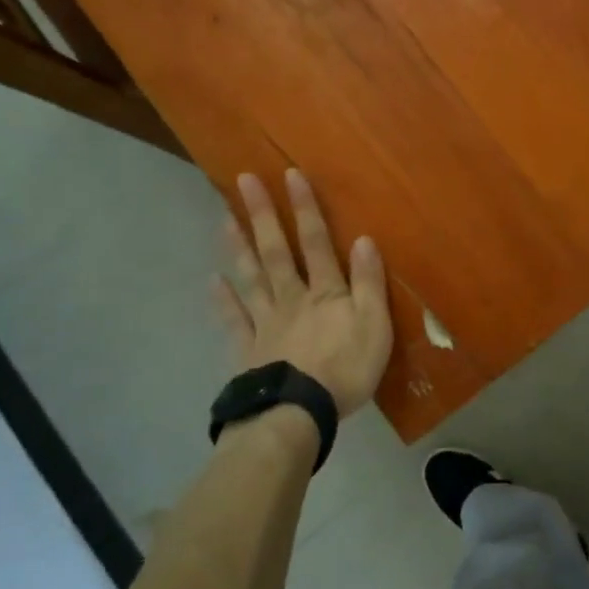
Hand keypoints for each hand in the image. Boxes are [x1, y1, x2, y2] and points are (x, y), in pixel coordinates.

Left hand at [212, 168, 391, 417]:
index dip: (305, 209)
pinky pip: (235, 321)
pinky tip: (213, 282)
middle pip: (277, 251)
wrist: (299, 414)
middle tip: (243, 181)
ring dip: (239, 247)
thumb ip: (370, 283)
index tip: (290, 174)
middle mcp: (292, 298)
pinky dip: (224, 301)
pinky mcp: (250, 350)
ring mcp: (266, 323)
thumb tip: (364, 239)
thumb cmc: (346, 370)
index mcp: (326, 293)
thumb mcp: (375, 326)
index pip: (317, 242)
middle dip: (263, 215)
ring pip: (252, 278)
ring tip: (224, 218)